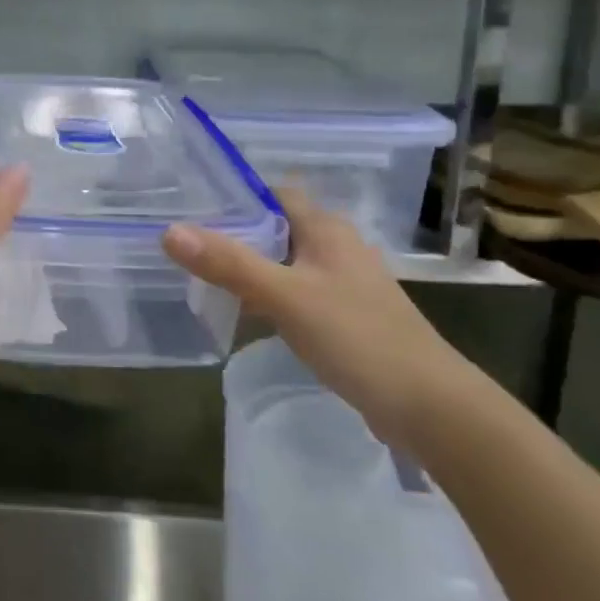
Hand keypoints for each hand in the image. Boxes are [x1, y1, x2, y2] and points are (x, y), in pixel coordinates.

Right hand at [162, 189, 469, 451]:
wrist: (430, 407)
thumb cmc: (357, 337)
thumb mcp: (285, 297)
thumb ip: (228, 263)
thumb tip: (169, 231)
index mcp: (326, 230)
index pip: (274, 193)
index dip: (236, 194)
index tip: (191, 203)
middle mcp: (337, 247)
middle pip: (276, 226)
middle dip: (235, 231)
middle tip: (186, 241)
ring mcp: (344, 283)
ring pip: (285, 261)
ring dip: (250, 265)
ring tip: (204, 274)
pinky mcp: (346, 316)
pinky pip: (296, 292)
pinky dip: (269, 294)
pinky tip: (246, 312)